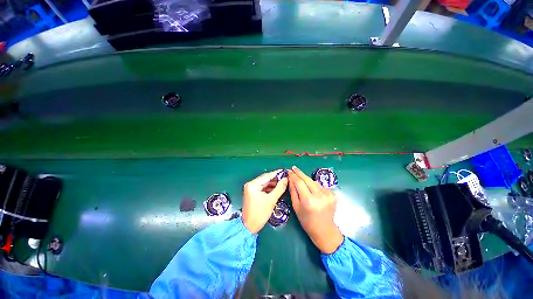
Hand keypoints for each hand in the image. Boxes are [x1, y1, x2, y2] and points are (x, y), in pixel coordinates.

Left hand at [242, 170, 287, 233]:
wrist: (249, 227)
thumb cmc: (260, 213)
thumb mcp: (271, 200)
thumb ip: (279, 188)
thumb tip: (286, 179)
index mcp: (253, 185)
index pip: (267, 176)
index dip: (277, 173)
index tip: (285, 171)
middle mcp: (251, 184)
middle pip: (265, 179)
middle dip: (276, 179)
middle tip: (285, 177)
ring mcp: (251, 189)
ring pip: (264, 183)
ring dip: (273, 184)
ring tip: (283, 183)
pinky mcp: (252, 193)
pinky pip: (263, 188)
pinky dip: (269, 188)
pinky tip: (277, 188)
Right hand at [288, 166, 343, 253]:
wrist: (325, 230)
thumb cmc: (307, 221)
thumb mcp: (296, 206)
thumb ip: (293, 191)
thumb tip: (290, 179)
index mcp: (309, 200)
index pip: (299, 183)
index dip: (294, 176)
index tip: (289, 171)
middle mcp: (320, 196)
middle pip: (307, 179)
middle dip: (300, 173)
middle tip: (294, 168)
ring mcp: (328, 195)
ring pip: (314, 182)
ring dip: (307, 180)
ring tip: (302, 182)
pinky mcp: (333, 195)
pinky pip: (320, 186)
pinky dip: (314, 185)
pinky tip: (312, 189)